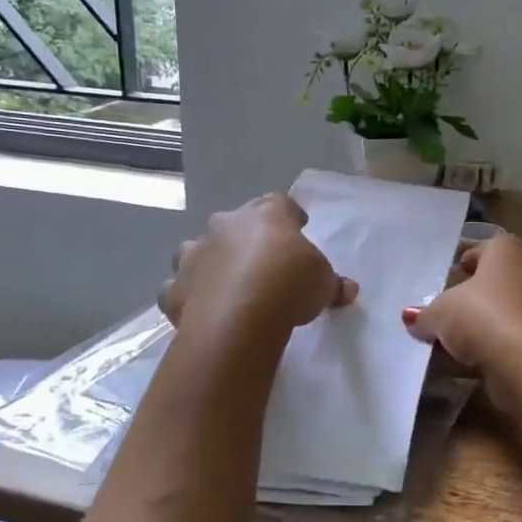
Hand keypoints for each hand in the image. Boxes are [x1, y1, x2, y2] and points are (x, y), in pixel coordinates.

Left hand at [160, 195, 357, 332]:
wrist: (240, 317)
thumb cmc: (290, 285)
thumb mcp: (323, 283)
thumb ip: (332, 283)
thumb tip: (348, 290)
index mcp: (267, 215)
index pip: (280, 204)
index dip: (289, 217)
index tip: (298, 229)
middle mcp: (226, 225)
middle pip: (234, 222)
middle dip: (245, 237)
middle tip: (262, 260)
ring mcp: (195, 254)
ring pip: (197, 249)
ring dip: (209, 261)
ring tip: (225, 283)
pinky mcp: (174, 287)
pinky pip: (178, 287)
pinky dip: (187, 294)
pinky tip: (200, 308)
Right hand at [401, 235, 521, 404]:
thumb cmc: (484, 317)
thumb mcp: (441, 313)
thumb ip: (425, 315)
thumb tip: (412, 318)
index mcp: (509, 250)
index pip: (486, 248)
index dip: (467, 261)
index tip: (452, 274)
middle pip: (499, 279)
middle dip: (477, 294)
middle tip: (451, 308)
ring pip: (509, 309)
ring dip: (487, 323)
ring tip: (457, 341)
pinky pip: (516, 336)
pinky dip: (499, 345)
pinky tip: (474, 361)